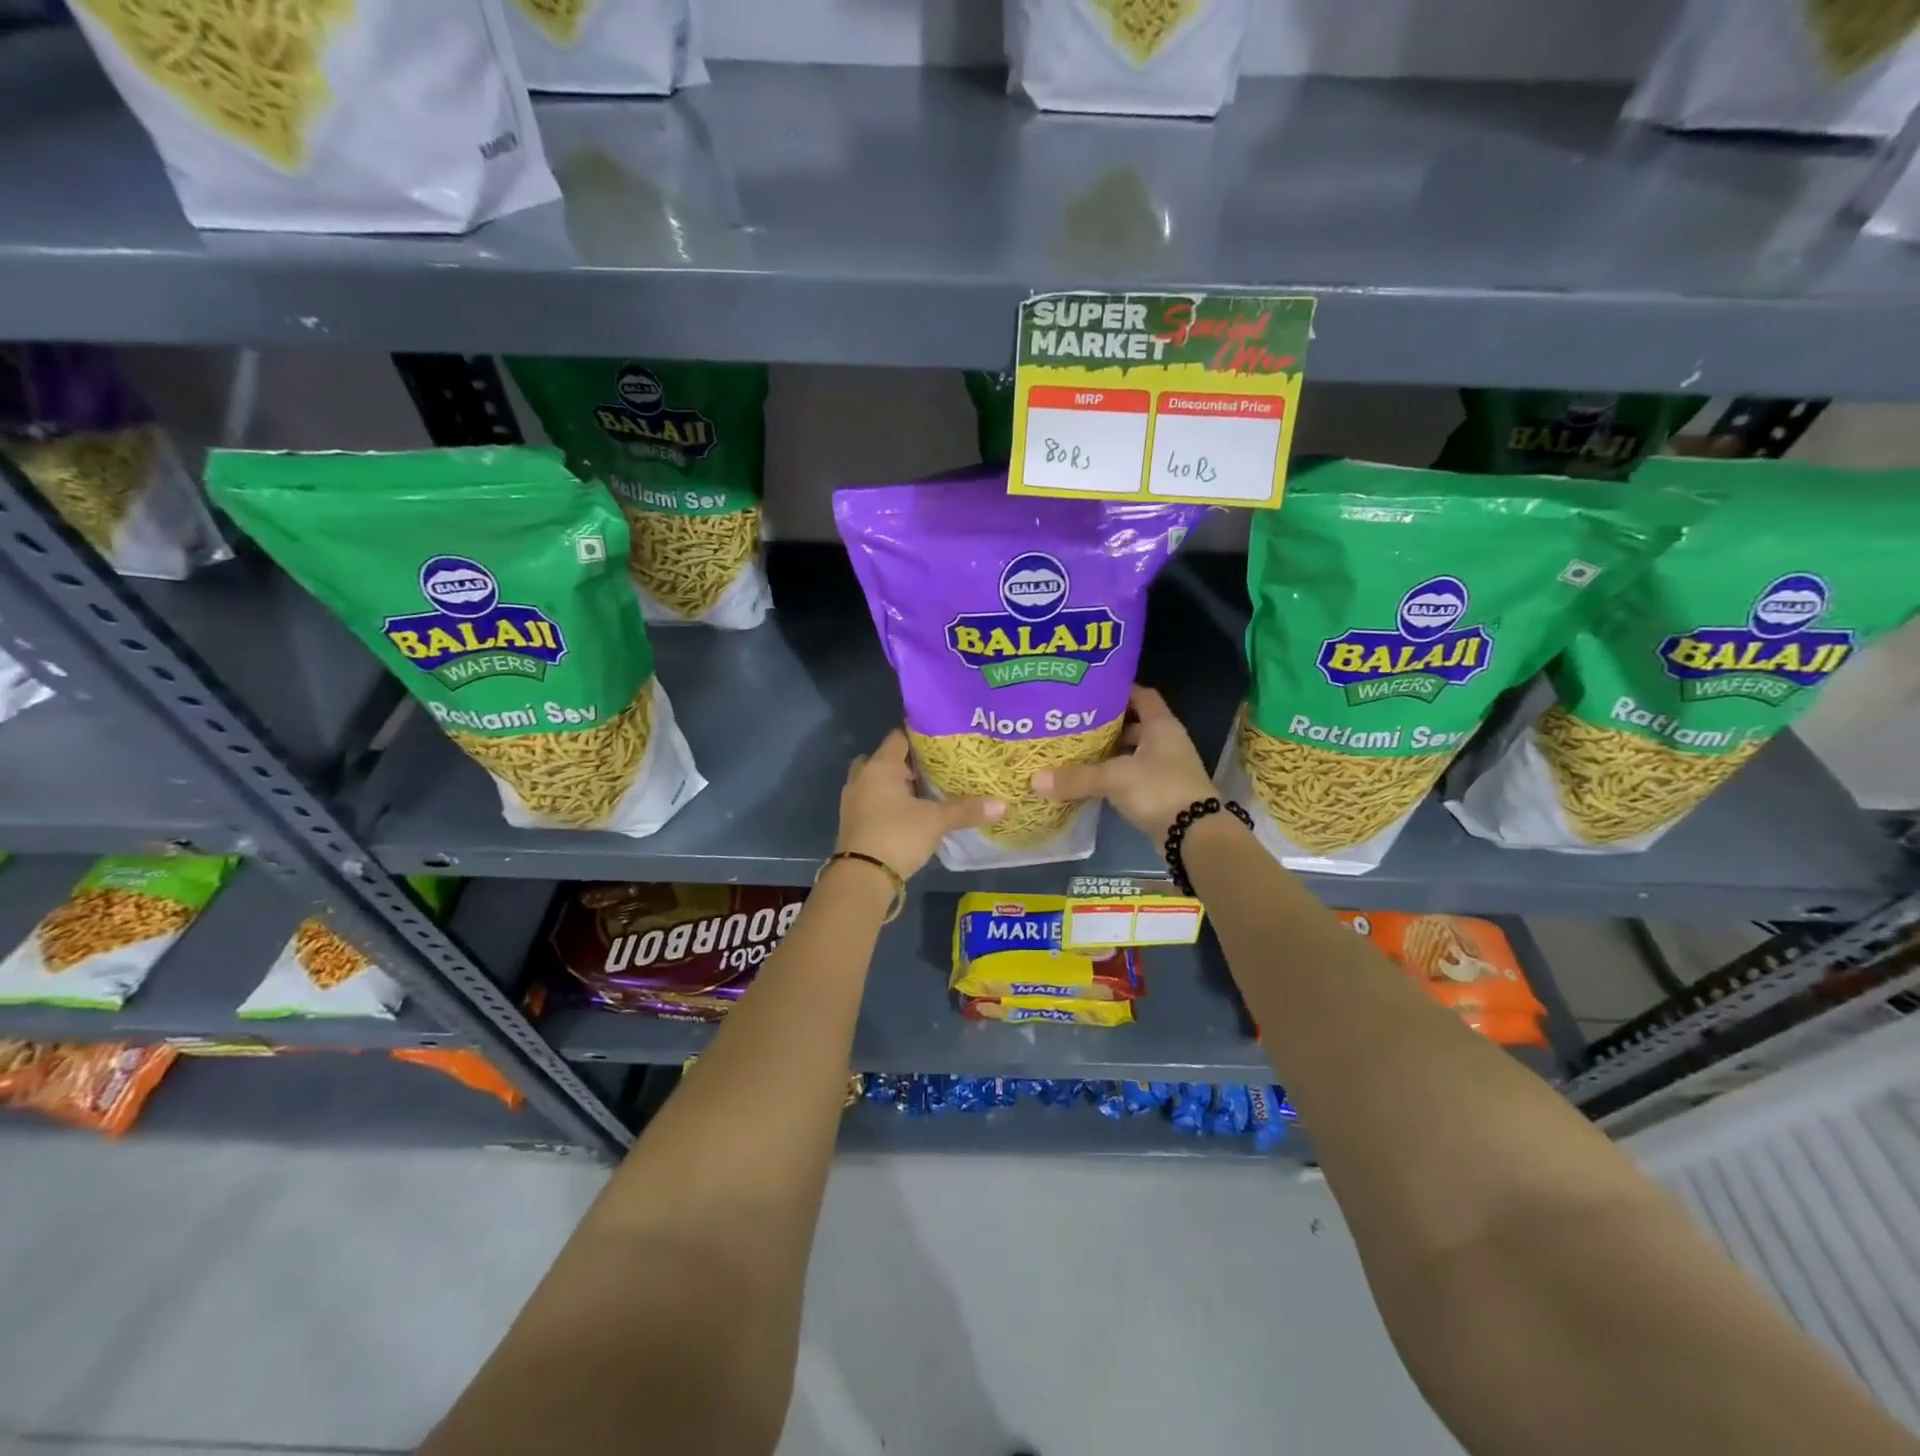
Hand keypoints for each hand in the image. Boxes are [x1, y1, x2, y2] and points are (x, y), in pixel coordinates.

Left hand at [835, 728, 1004, 877]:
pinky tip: (908, 815)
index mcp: (880, 766)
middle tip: (931, 771)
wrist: (862, 877)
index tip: (941, 744)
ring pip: (875, 782)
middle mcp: (862, 778)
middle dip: (904, 764)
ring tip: (923, 793)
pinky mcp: (851, 822)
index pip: (898, 738)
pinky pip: (870, 801)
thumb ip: (966, 810)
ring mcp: (852, 800)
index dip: (919, 737)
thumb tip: (1002, 804)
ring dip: (894, 785)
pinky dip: (886, 803)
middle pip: (883, 759)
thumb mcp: (936, 821)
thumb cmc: (898, 835)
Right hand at [1030, 685, 1214, 840]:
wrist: (1194, 834)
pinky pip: (1134, 774)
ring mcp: (1166, 767)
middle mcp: (1166, 741)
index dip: (1118, 690)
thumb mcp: (1114, 778)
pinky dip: (1115, 774)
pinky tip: (1092, 778)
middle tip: (1075, 721)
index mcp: (1161, 725)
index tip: (1090, 690)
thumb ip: (1076, 777)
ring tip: (1078, 749)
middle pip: (1135, 723)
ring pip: (1133, 751)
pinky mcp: (1162, 791)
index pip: (1141, 695)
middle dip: (1107, 723)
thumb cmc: (1159, 790)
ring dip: (1111, 751)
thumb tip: (1034, 780)